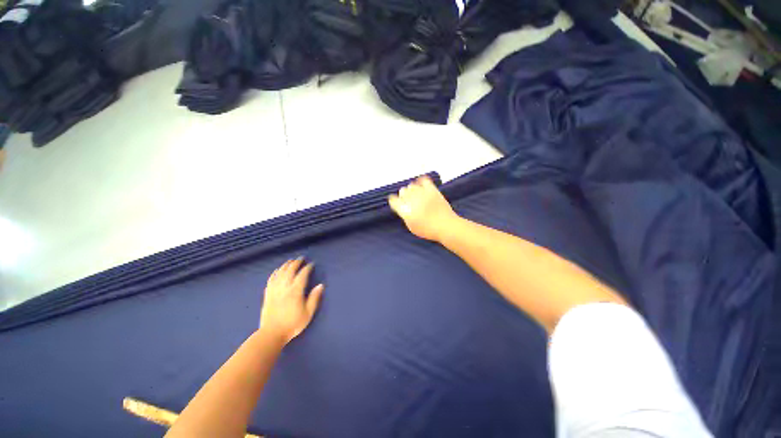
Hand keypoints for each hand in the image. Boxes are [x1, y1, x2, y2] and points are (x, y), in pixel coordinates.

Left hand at [260, 258, 323, 343]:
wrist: (272, 334)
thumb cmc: (293, 324)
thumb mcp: (308, 313)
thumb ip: (314, 298)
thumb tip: (321, 285)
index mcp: (295, 291)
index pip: (302, 275)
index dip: (307, 268)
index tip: (311, 264)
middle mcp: (284, 288)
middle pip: (290, 271)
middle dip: (296, 263)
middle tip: (301, 258)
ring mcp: (274, 290)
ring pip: (280, 273)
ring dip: (286, 265)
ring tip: (291, 261)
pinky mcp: (267, 294)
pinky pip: (271, 280)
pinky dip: (275, 273)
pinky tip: (277, 270)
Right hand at [388, 176, 458, 242]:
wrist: (445, 225)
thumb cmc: (428, 229)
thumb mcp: (411, 226)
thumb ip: (405, 215)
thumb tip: (403, 208)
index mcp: (405, 210)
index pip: (394, 200)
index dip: (394, 202)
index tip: (397, 203)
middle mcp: (412, 199)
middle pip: (402, 191)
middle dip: (403, 196)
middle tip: (408, 201)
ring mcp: (422, 193)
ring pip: (411, 185)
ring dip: (411, 190)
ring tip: (415, 195)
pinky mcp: (432, 190)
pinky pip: (424, 180)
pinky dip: (421, 181)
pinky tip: (421, 185)